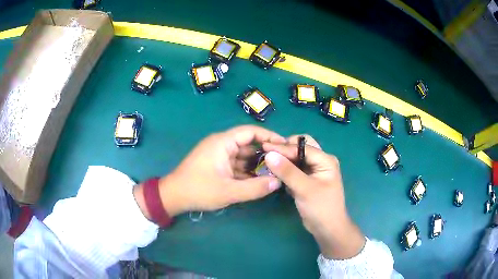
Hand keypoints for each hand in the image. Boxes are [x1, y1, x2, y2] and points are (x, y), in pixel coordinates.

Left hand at [135, 125, 284, 218]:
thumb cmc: (198, 190)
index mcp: (223, 142)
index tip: (284, 145)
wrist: (173, 196)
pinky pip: (236, 164)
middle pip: (248, 144)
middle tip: (283, 163)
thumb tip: (278, 182)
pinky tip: (259, 180)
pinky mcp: (217, 165)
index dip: (269, 136)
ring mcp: (218, 155)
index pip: (250, 132)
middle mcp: (222, 144)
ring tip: (275, 173)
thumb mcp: (228, 191)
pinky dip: (247, 171)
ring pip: (243, 156)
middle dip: (265, 153)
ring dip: (257, 164)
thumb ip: (255, 188)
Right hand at [262, 135, 365, 259]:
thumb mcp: (305, 189)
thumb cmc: (320, 208)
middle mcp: (320, 161)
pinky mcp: (307, 179)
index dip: (283, 147)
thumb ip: (287, 171)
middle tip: (267, 153)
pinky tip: (274, 172)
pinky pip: (294, 168)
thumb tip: (269, 154)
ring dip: (283, 158)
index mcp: (325, 160)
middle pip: (300, 147)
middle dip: (284, 149)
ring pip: (296, 158)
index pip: (301, 147)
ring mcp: (314, 170)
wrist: (327, 228)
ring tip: (267, 161)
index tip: (264, 147)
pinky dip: (285, 168)